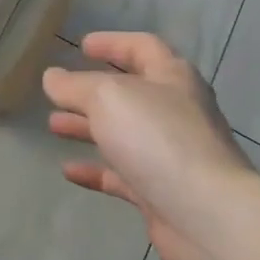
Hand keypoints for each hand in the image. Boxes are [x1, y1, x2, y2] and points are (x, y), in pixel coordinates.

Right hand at [44, 33, 259, 259]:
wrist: (207, 216)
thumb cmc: (158, 138)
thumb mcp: (107, 98)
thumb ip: (75, 86)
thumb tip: (52, 78)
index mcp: (172, 77)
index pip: (142, 47)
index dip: (112, 43)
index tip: (81, 45)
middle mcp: (175, 111)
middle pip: (129, 93)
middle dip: (91, 91)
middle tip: (59, 92)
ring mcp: (170, 154)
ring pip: (123, 133)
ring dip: (88, 127)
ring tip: (54, 126)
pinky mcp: (162, 192)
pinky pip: (122, 174)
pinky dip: (96, 169)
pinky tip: (68, 170)